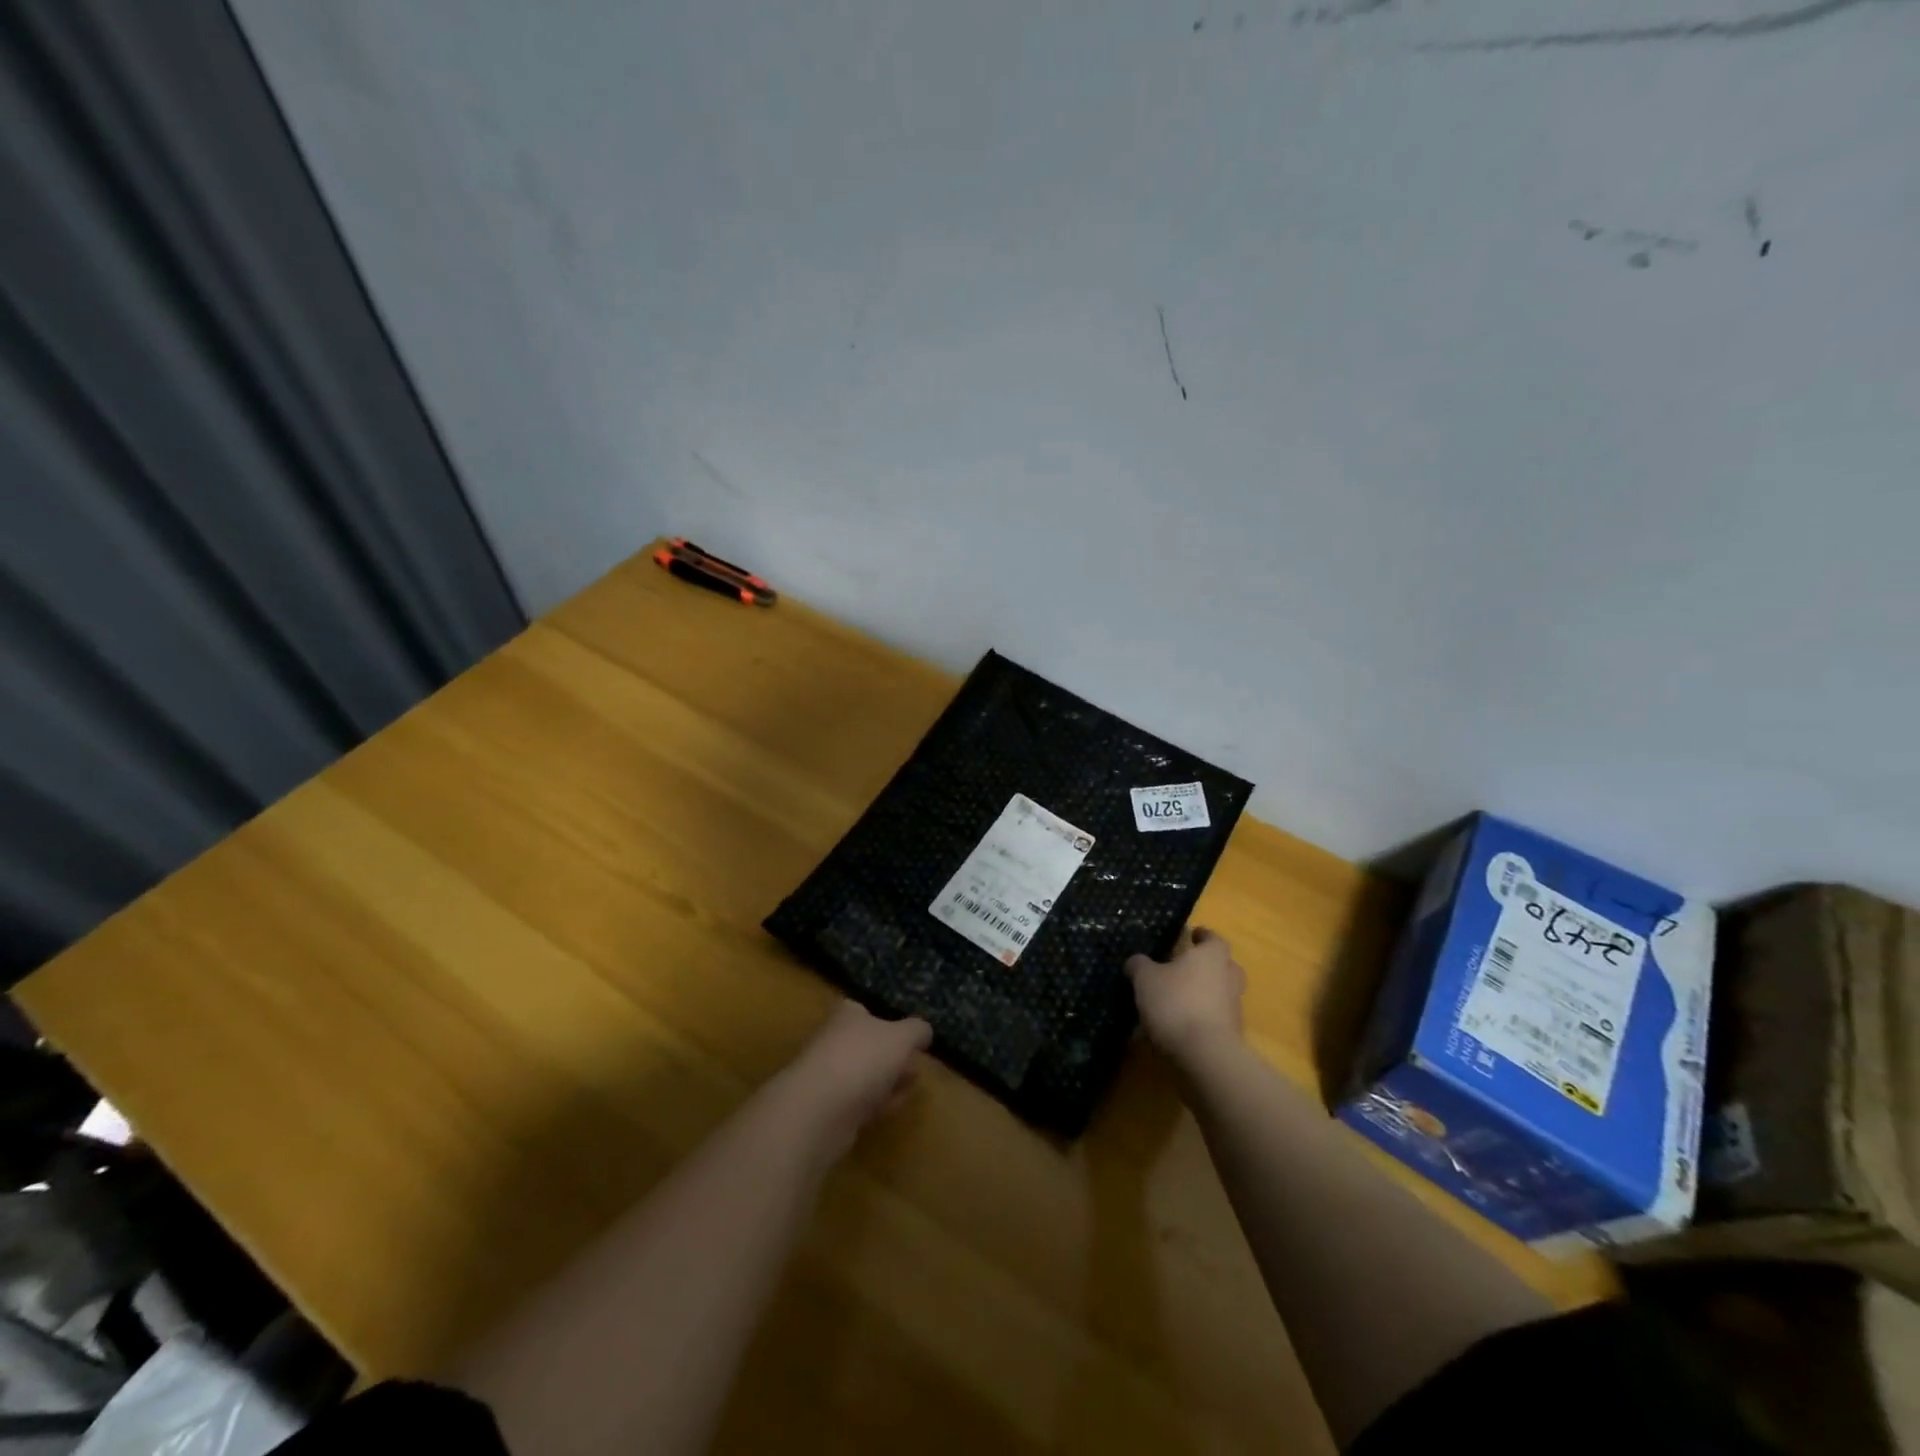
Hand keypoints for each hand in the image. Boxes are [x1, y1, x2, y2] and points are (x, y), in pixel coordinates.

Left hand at [785, 1000, 931, 1156]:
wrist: (819, 1110)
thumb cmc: (862, 1058)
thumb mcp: (902, 1037)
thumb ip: (917, 1031)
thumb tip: (924, 1032)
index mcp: (847, 1015)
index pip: (865, 1010)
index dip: (888, 1021)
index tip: (910, 1036)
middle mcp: (834, 1040)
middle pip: (867, 1044)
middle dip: (892, 1054)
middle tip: (917, 1063)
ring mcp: (829, 1076)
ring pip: (865, 1074)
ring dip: (888, 1079)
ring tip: (914, 1084)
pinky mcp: (829, 1110)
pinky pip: (860, 1101)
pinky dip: (879, 1102)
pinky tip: (897, 1105)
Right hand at [1126, 926, 1245, 1066]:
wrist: (1205, 1055)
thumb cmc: (1176, 1003)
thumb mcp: (1145, 979)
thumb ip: (1140, 965)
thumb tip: (1136, 961)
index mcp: (1212, 956)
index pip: (1213, 938)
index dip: (1202, 935)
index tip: (1191, 935)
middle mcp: (1228, 978)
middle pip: (1222, 966)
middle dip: (1205, 966)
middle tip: (1184, 968)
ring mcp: (1233, 1008)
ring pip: (1218, 994)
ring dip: (1201, 995)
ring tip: (1173, 1001)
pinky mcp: (1231, 1035)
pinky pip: (1213, 1019)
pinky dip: (1198, 1019)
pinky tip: (1175, 1028)